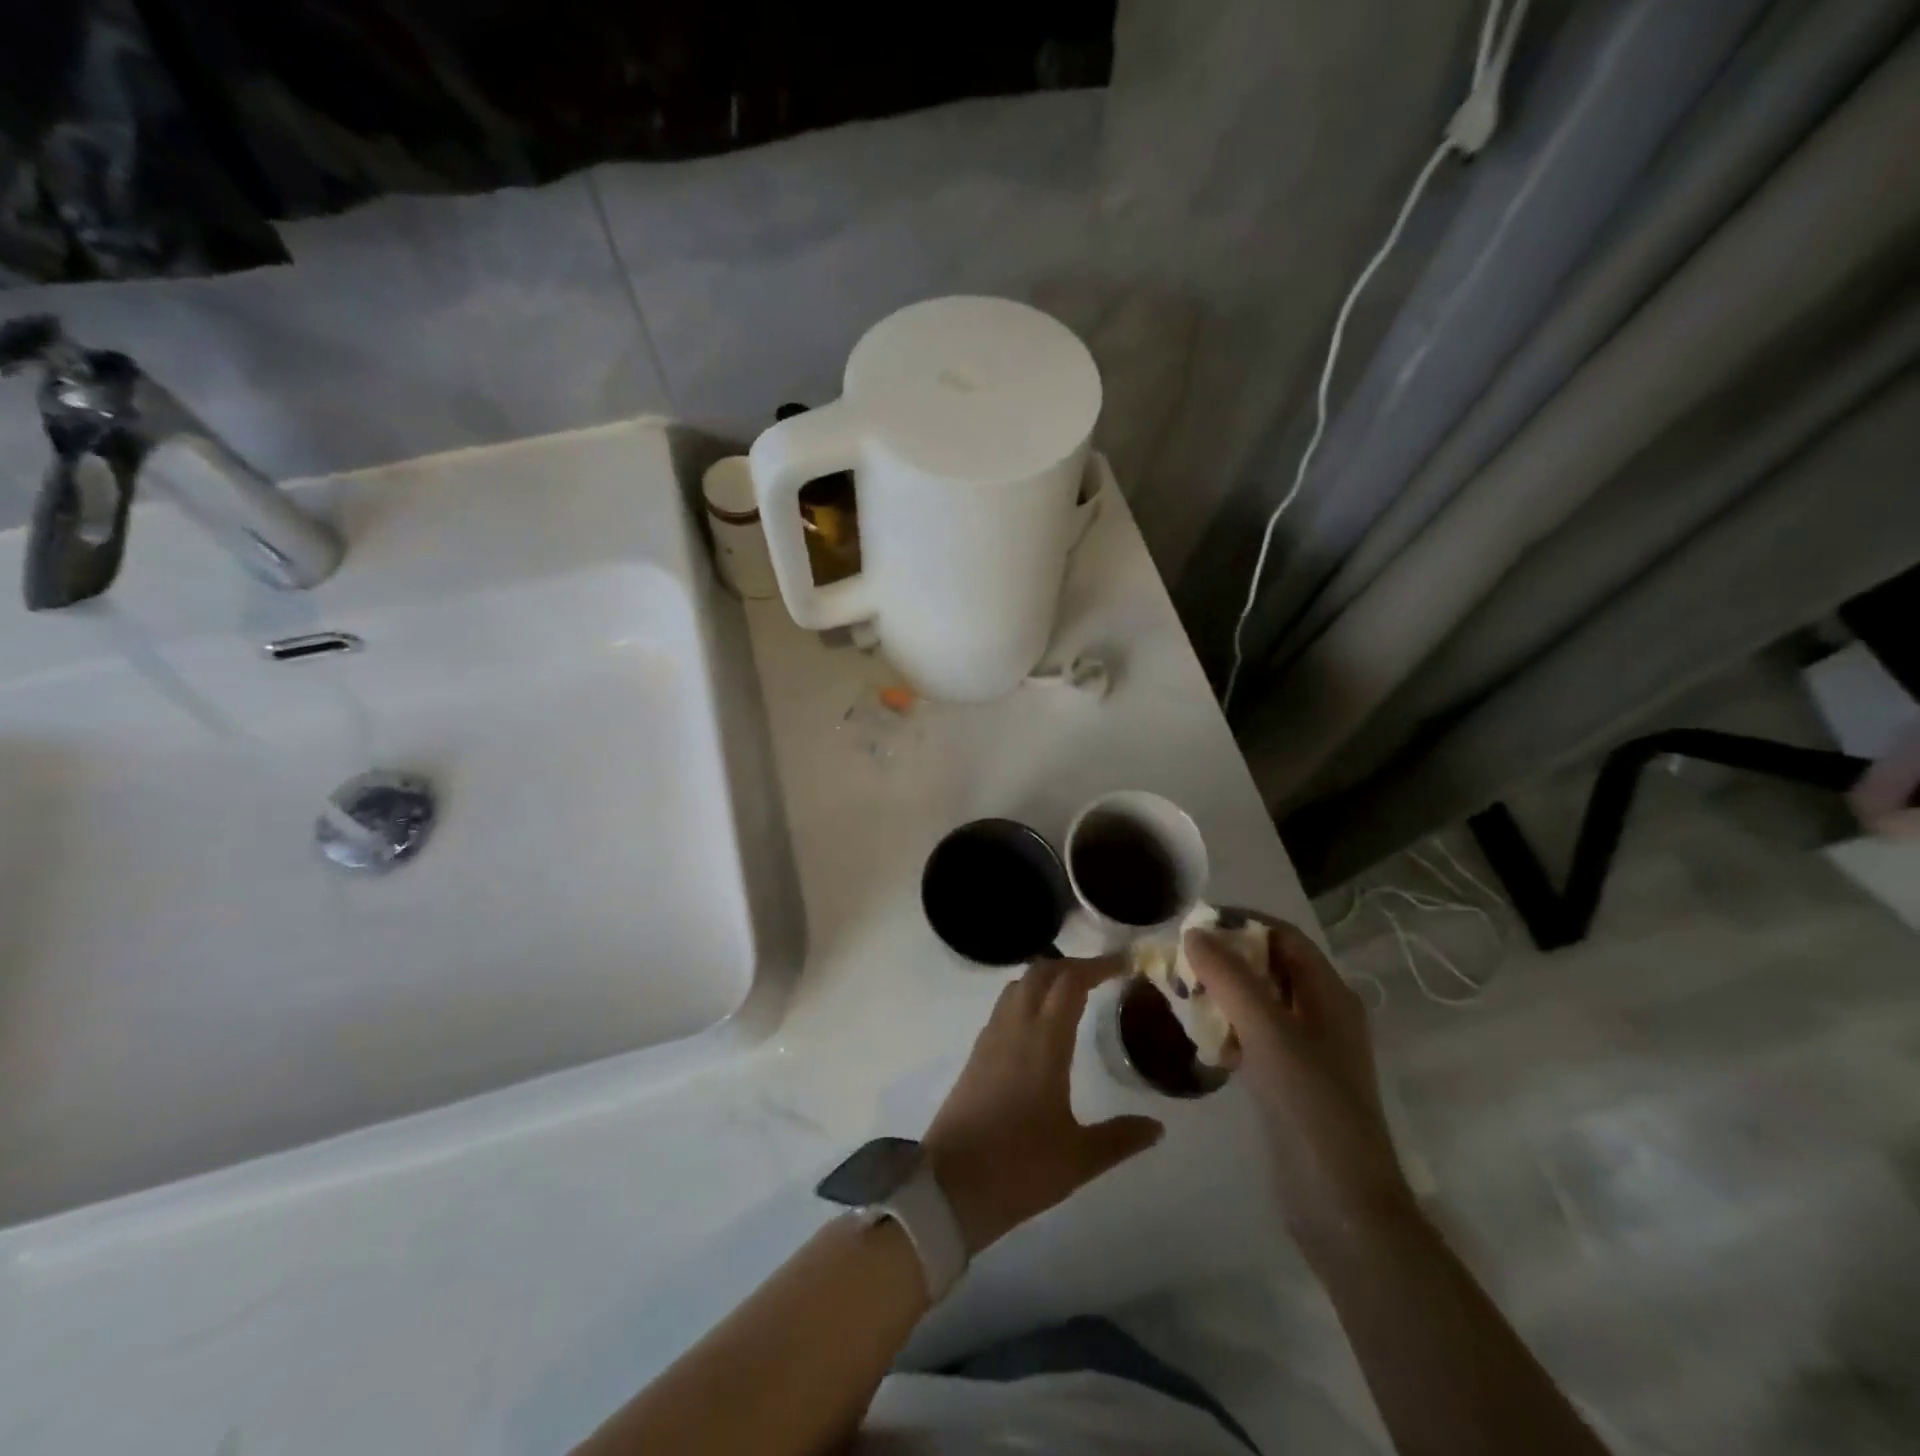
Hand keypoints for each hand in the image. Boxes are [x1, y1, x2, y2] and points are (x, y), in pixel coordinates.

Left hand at [924, 957, 1163, 1253]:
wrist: (950, 1187)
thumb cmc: (1019, 1168)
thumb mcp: (1079, 1158)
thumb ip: (1120, 1138)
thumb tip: (1157, 1127)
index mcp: (1043, 1042)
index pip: (1070, 982)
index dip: (1097, 966)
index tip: (1124, 963)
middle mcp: (1014, 1028)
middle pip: (1041, 973)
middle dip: (1072, 965)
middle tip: (1102, 975)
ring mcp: (990, 1038)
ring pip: (1018, 986)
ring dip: (1046, 978)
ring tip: (1074, 993)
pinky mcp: (976, 1054)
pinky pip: (1004, 1007)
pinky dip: (1027, 997)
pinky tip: (1042, 1024)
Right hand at [1185, 916, 1413, 1252]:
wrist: (1342, 1206)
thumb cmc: (1312, 1106)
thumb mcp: (1269, 1033)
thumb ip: (1230, 978)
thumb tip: (1193, 933)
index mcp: (1329, 995)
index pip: (1284, 937)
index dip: (1242, 923)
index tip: (1194, 925)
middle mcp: (1321, 1015)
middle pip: (1269, 967)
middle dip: (1225, 958)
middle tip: (1178, 961)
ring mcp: (1306, 1050)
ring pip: (1257, 1002)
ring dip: (1221, 993)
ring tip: (1179, 995)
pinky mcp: (1289, 1080)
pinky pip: (1253, 1037)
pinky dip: (1226, 1028)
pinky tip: (1199, 1039)